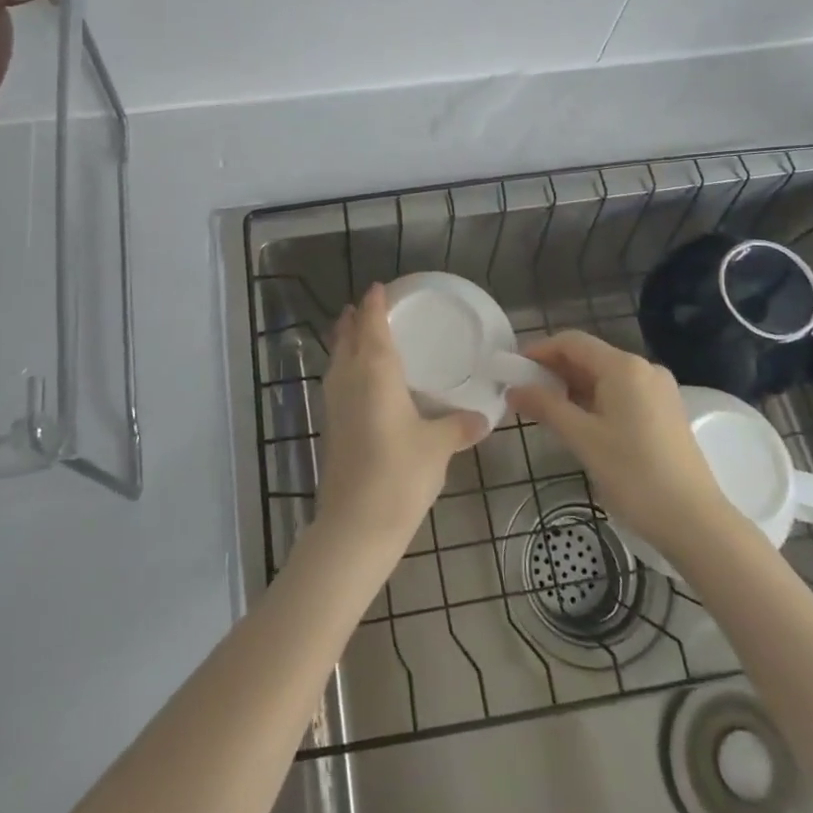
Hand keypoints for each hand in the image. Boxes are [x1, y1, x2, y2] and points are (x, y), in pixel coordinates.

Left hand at [315, 284, 487, 558]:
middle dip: (354, 320)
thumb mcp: (437, 447)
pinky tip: (360, 384)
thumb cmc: (399, 473)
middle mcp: (349, 380)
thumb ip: (458, 427)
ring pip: (337, 361)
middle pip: (346, 339)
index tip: (377, 287)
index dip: (374, 305)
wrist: (355, 525)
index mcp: (375, 372)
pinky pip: (337, 383)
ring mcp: (335, 405)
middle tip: (366, 307)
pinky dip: (345, 370)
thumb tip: (482, 417)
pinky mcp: (331, 428)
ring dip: (345, 343)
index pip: (371, 326)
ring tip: (358, 335)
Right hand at [509, 332, 743, 565]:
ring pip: (605, 376)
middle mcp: (644, 369)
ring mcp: (658, 390)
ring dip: (573, 387)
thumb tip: (514, 389)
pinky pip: (621, 393)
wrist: (695, 522)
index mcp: (623, 367)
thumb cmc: (634, 475)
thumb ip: (545, 407)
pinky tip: (579, 422)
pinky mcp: (665, 412)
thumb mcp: (582, 439)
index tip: (513, 370)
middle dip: (554, 371)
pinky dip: (595, 400)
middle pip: (589, 357)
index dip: (539, 350)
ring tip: (545, 410)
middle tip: (524, 393)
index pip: (572, 342)